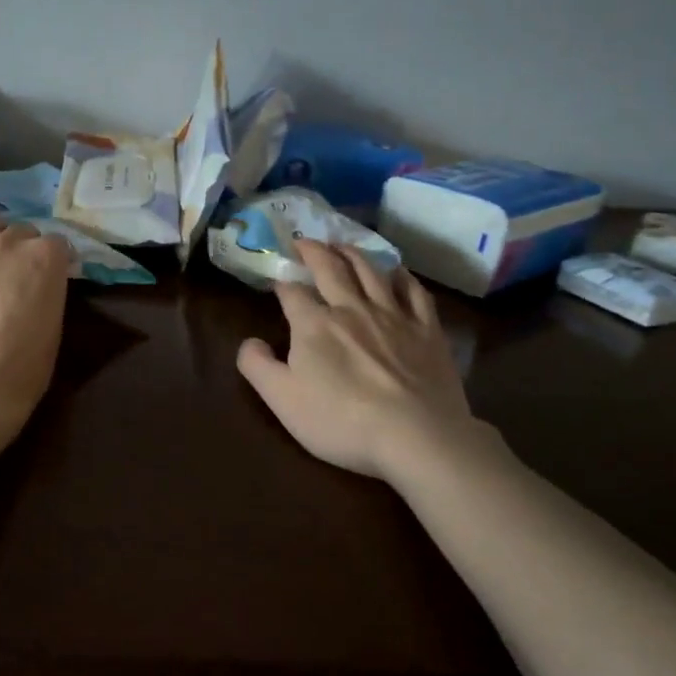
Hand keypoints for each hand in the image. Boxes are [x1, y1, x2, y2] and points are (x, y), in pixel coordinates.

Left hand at [0, 216, 71, 431]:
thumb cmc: (25, 364)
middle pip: (22, 232)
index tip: (55, 278)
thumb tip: (38, 285)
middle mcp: (7, 243)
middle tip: (22, 278)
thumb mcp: (54, 323)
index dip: (57, 261)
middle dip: (25, 249)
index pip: (58, 243)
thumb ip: (47, 290)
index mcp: (44, 256)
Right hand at [236, 240, 498, 481]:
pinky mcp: (427, 330)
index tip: (276, 280)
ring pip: (371, 272)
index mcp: (314, 324)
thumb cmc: (341, 420)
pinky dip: (402, 277)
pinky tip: (397, 272)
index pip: (292, 293)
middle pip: (331, 269)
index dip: (281, 283)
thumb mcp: (282, 400)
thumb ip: (258, 366)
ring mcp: (393, 316)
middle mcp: (352, 309)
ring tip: (343, 244)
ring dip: (353, 253)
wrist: (415, 435)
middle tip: (304, 240)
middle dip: (314, 251)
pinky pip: (414, 292)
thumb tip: (248, 341)